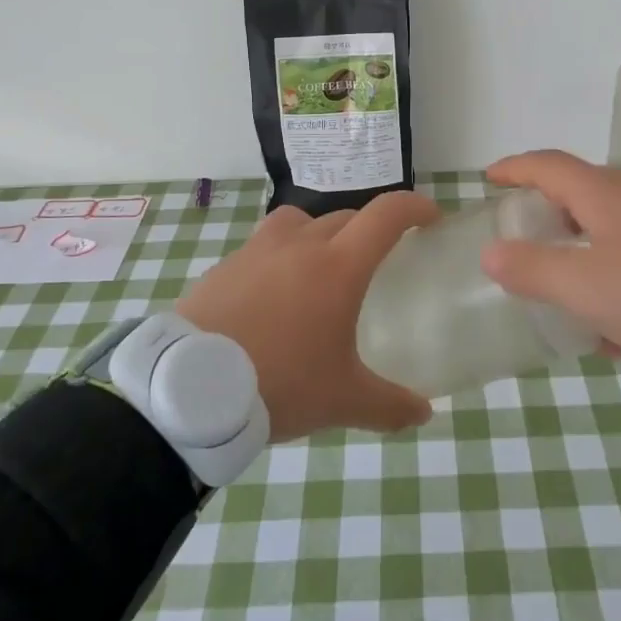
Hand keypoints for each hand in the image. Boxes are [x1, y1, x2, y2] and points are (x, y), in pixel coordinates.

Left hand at [177, 192, 438, 442]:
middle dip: (369, 229)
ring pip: (300, 221)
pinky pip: (264, 245)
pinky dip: (280, 255)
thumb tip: (424, 413)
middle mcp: (301, 244)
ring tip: (321, 266)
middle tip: (378, 258)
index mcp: (339, 266)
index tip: (430, 217)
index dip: (415, 207)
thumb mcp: (342, 400)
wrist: (190, 388)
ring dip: (320, 232)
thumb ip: (389, 405)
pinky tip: (274, 294)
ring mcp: (258, 250)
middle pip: (346, 216)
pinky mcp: (226, 265)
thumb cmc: (280, 384)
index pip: (386, 215)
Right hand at [480, 150, 620, 369]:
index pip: (547, 165)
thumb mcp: (586, 288)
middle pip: (579, 196)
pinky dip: (619, 280)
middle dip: (547, 219)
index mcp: (604, 194)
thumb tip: (492, 253)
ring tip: (571, 305)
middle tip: (524, 245)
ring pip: (611, 232)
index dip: (514, 169)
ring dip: (584, 260)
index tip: (489, 178)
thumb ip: (533, 270)